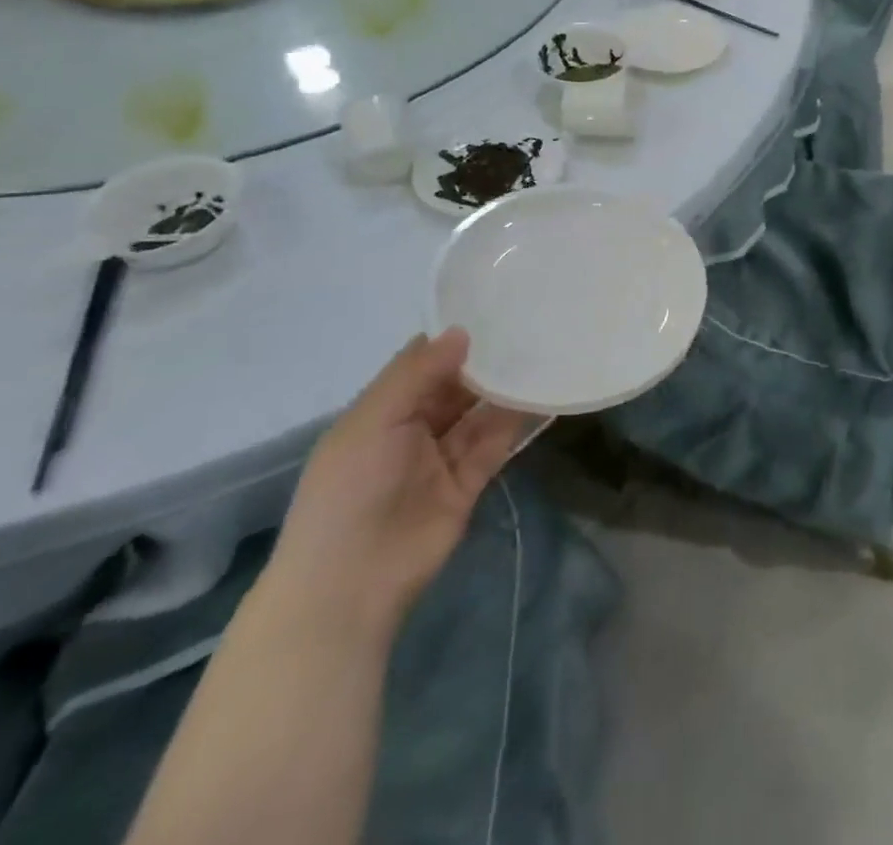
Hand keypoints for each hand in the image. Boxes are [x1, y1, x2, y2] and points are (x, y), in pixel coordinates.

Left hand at [268, 330, 529, 634]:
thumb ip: (416, 374)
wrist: (351, 583)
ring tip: (543, 353)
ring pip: (479, 412)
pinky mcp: (469, 482)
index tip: (492, 309)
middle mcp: (413, 429)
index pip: (421, 364)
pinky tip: (542, 395)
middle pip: (455, 386)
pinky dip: (517, 421)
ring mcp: (442, 457)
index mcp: (382, 411)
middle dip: (485, 362)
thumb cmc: (350, 490)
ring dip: (505, 389)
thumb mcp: (373, 421)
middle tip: (528, 327)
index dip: (452, 340)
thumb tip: (462, 331)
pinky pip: (496, 443)